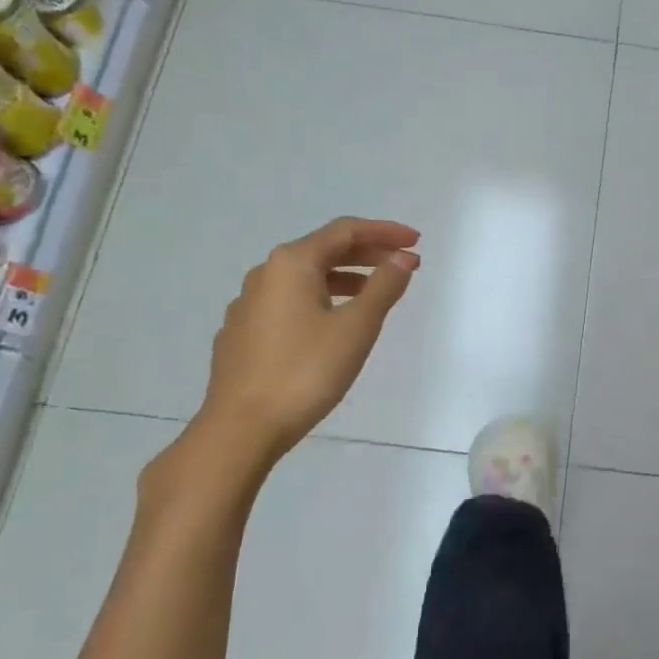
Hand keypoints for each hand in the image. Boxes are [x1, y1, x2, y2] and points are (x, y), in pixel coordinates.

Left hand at [197, 217, 419, 461]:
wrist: (241, 428)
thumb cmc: (305, 372)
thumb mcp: (356, 327)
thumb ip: (384, 287)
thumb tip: (402, 259)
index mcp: (292, 263)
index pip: (345, 231)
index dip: (384, 232)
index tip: (416, 241)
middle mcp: (265, 274)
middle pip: (323, 250)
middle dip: (368, 253)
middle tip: (404, 264)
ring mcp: (248, 304)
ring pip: (305, 277)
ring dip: (345, 277)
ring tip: (375, 294)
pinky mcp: (242, 333)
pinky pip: (289, 301)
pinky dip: (320, 299)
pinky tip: (332, 324)